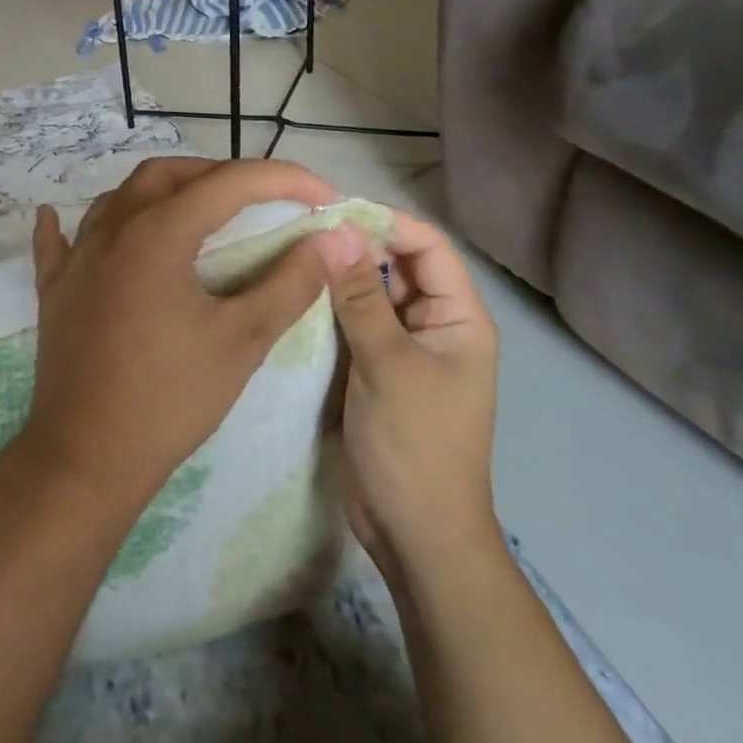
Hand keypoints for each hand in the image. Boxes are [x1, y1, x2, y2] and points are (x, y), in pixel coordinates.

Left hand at [20, 156, 338, 517]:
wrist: (87, 457)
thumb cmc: (170, 399)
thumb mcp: (242, 340)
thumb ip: (290, 283)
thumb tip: (332, 241)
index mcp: (157, 234)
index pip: (230, 183)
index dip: (285, 180)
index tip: (325, 197)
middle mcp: (111, 230)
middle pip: (169, 175)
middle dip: (221, 175)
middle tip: (263, 199)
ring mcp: (75, 258)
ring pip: (119, 197)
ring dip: (164, 191)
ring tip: (198, 208)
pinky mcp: (54, 288)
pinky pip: (62, 240)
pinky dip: (73, 223)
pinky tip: (64, 218)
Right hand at [318, 209, 500, 589]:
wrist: (412, 530)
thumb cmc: (414, 444)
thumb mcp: (387, 365)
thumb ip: (361, 297)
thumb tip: (336, 231)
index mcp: (457, 317)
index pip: (427, 247)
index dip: (385, 223)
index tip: (330, 212)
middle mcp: (430, 325)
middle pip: (394, 268)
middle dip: (352, 248)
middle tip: (294, 233)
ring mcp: (398, 349)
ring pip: (366, 296)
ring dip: (334, 279)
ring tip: (284, 258)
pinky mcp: (369, 371)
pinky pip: (348, 328)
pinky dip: (324, 312)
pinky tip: (288, 299)